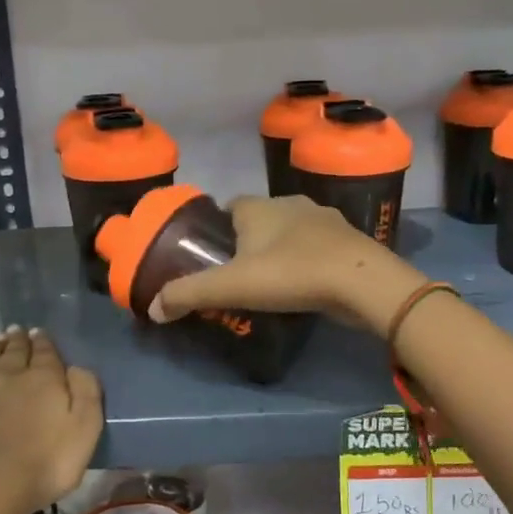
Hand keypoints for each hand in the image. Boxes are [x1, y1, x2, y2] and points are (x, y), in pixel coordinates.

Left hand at [0, 327, 101, 513]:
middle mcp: (4, 375)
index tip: (39, 332)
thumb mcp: (85, 431)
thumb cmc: (42, 466)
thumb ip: (86, 393)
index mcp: (42, 380)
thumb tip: (76, 367)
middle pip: (12, 352)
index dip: (43, 342)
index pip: (44, 353)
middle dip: (16, 341)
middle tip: (16, 331)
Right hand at [150, 195, 426, 332]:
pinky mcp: (348, 240)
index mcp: (259, 207)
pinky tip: (307, 284)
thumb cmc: (290, 273)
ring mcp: (325, 219)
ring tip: (273, 282)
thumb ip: (189, 294)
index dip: (219, 226)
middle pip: (261, 218)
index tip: (214, 253)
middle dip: (250, 240)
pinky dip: (309, 260)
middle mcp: (291, 203)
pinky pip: (319, 246)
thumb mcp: (231, 286)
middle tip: (240, 274)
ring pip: (292, 231)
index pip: (231, 206)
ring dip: (282, 249)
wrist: (360, 281)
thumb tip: (152, 310)